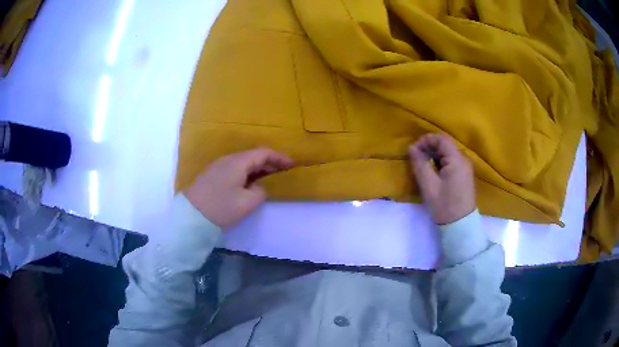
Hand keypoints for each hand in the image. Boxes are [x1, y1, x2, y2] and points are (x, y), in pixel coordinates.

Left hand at [184, 148, 293, 228]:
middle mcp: (228, 159)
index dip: (279, 157)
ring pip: (243, 162)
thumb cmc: (221, 208)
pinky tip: (251, 183)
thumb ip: (260, 192)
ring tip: (270, 177)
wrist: (191, 216)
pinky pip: (235, 169)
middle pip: (253, 156)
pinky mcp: (213, 175)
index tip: (291, 165)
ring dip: (258, 168)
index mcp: (238, 162)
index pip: (263, 153)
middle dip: (270, 162)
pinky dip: (247, 173)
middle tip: (283, 172)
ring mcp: (219, 166)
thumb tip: (258, 188)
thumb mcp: (247, 203)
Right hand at [408, 133, 475, 224]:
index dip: (426, 140)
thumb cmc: (444, 205)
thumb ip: (420, 164)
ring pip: (448, 152)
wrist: (460, 225)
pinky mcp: (464, 174)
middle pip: (445, 144)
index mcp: (457, 160)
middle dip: (429, 147)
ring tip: (422, 165)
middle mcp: (464, 159)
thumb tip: (412, 148)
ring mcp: (465, 167)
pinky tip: (433, 171)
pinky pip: (451, 161)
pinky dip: (440, 161)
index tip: (413, 150)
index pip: (441, 139)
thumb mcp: (428, 185)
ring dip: (434, 154)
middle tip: (416, 158)